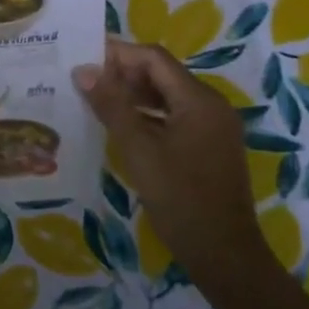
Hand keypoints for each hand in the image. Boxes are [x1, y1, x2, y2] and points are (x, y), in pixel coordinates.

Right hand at [72, 40, 260, 275]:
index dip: (119, 54)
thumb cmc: (180, 198)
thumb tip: (84, 70)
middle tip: (85, 80)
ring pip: (168, 96)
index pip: (154, 58)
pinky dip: (148, 115)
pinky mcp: (210, 147)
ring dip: (134, 94)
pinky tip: (122, 127)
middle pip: (162, 74)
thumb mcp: (138, 150)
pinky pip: (175, 116)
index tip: (84, 58)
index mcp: (199, 100)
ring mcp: (213, 127)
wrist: (223, 254)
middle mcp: (211, 105)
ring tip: (96, 100)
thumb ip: (111, 106)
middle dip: (124, 73)